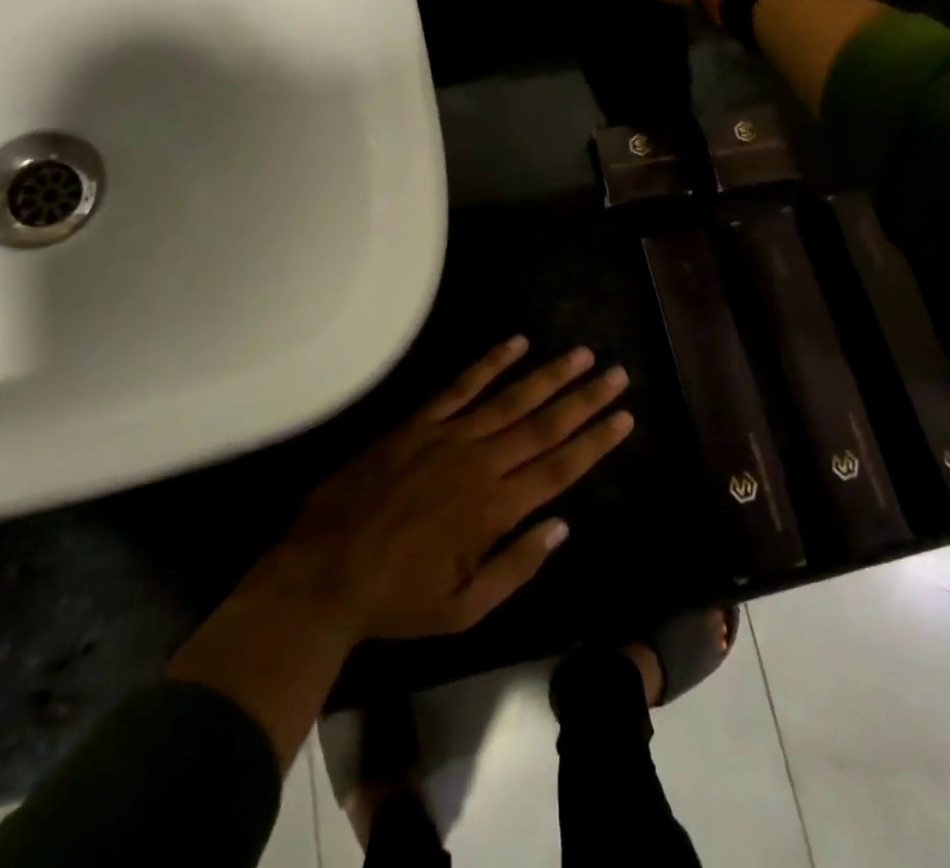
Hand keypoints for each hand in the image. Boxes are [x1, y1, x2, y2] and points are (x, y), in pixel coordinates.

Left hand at [166, 337, 631, 762]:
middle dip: (585, 398)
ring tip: (581, 354)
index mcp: (496, 509)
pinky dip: (490, 362)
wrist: (325, 570)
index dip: (595, 441)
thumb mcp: (466, 607)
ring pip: (511, 398)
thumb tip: (561, 525)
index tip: (624, 416)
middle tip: (617, 374)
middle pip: (545, 424)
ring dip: (550, 375)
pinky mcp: (419, 422)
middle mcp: (481, 463)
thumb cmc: (398, 598)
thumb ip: (517, 565)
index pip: (560, 468)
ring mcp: (449, 436)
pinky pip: (462, 385)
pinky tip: (516, 343)